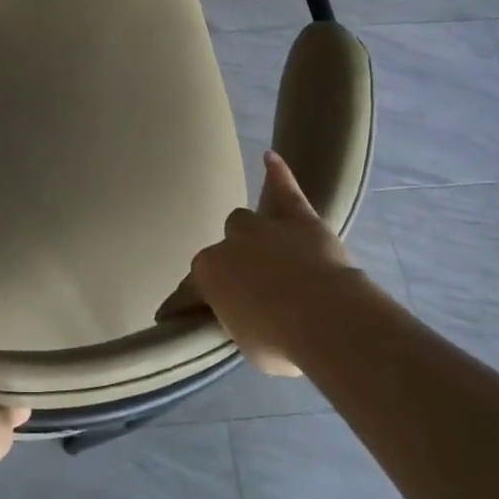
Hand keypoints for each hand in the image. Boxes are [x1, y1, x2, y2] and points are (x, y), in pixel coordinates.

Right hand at [165, 151, 358, 375]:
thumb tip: (244, 315)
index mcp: (208, 274)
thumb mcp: (245, 342)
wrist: (326, 318)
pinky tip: (270, 156)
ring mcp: (263, 227)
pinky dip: (278, 174)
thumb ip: (238, 321)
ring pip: (245, 219)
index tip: (172, 319)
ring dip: (251, 233)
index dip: (181, 307)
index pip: (188, 292)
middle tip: (248, 286)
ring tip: (262, 247)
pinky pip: (285, 190)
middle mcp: (229, 244)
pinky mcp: (298, 218)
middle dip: (232, 265)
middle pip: (222, 249)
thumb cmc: (280, 341)